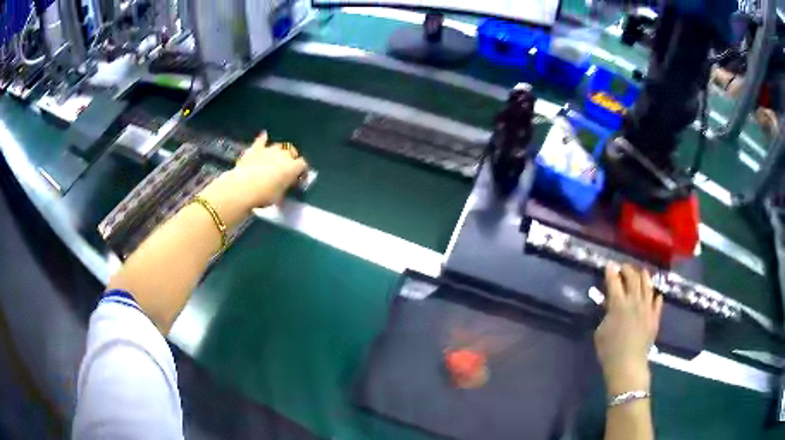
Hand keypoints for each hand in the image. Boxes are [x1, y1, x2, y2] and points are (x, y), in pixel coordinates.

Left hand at [199, 132, 307, 224]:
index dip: (302, 171)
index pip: (303, 165)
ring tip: (277, 157)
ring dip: (279, 151)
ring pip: (278, 146)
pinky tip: (264, 135)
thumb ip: (285, 187)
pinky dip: (263, 139)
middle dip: (291, 158)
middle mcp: (283, 155)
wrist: (243, 188)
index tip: (298, 178)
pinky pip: (261, 141)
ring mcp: (269, 150)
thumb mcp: (280, 196)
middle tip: (287, 167)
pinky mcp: (255, 149)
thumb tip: (285, 184)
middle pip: (291, 151)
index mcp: (292, 167)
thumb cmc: (264, 195)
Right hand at [594, 264, 662, 395]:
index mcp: (618, 304)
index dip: (611, 272)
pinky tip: (655, 295)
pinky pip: (658, 302)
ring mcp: (647, 308)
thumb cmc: (609, 350)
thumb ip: (606, 314)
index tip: (609, 265)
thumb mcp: (600, 331)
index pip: (614, 282)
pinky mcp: (655, 317)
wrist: (628, 364)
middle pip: (633, 278)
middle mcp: (635, 301)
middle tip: (624, 268)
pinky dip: (655, 296)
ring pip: (648, 286)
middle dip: (628, 270)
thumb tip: (610, 305)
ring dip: (644, 277)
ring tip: (641, 272)